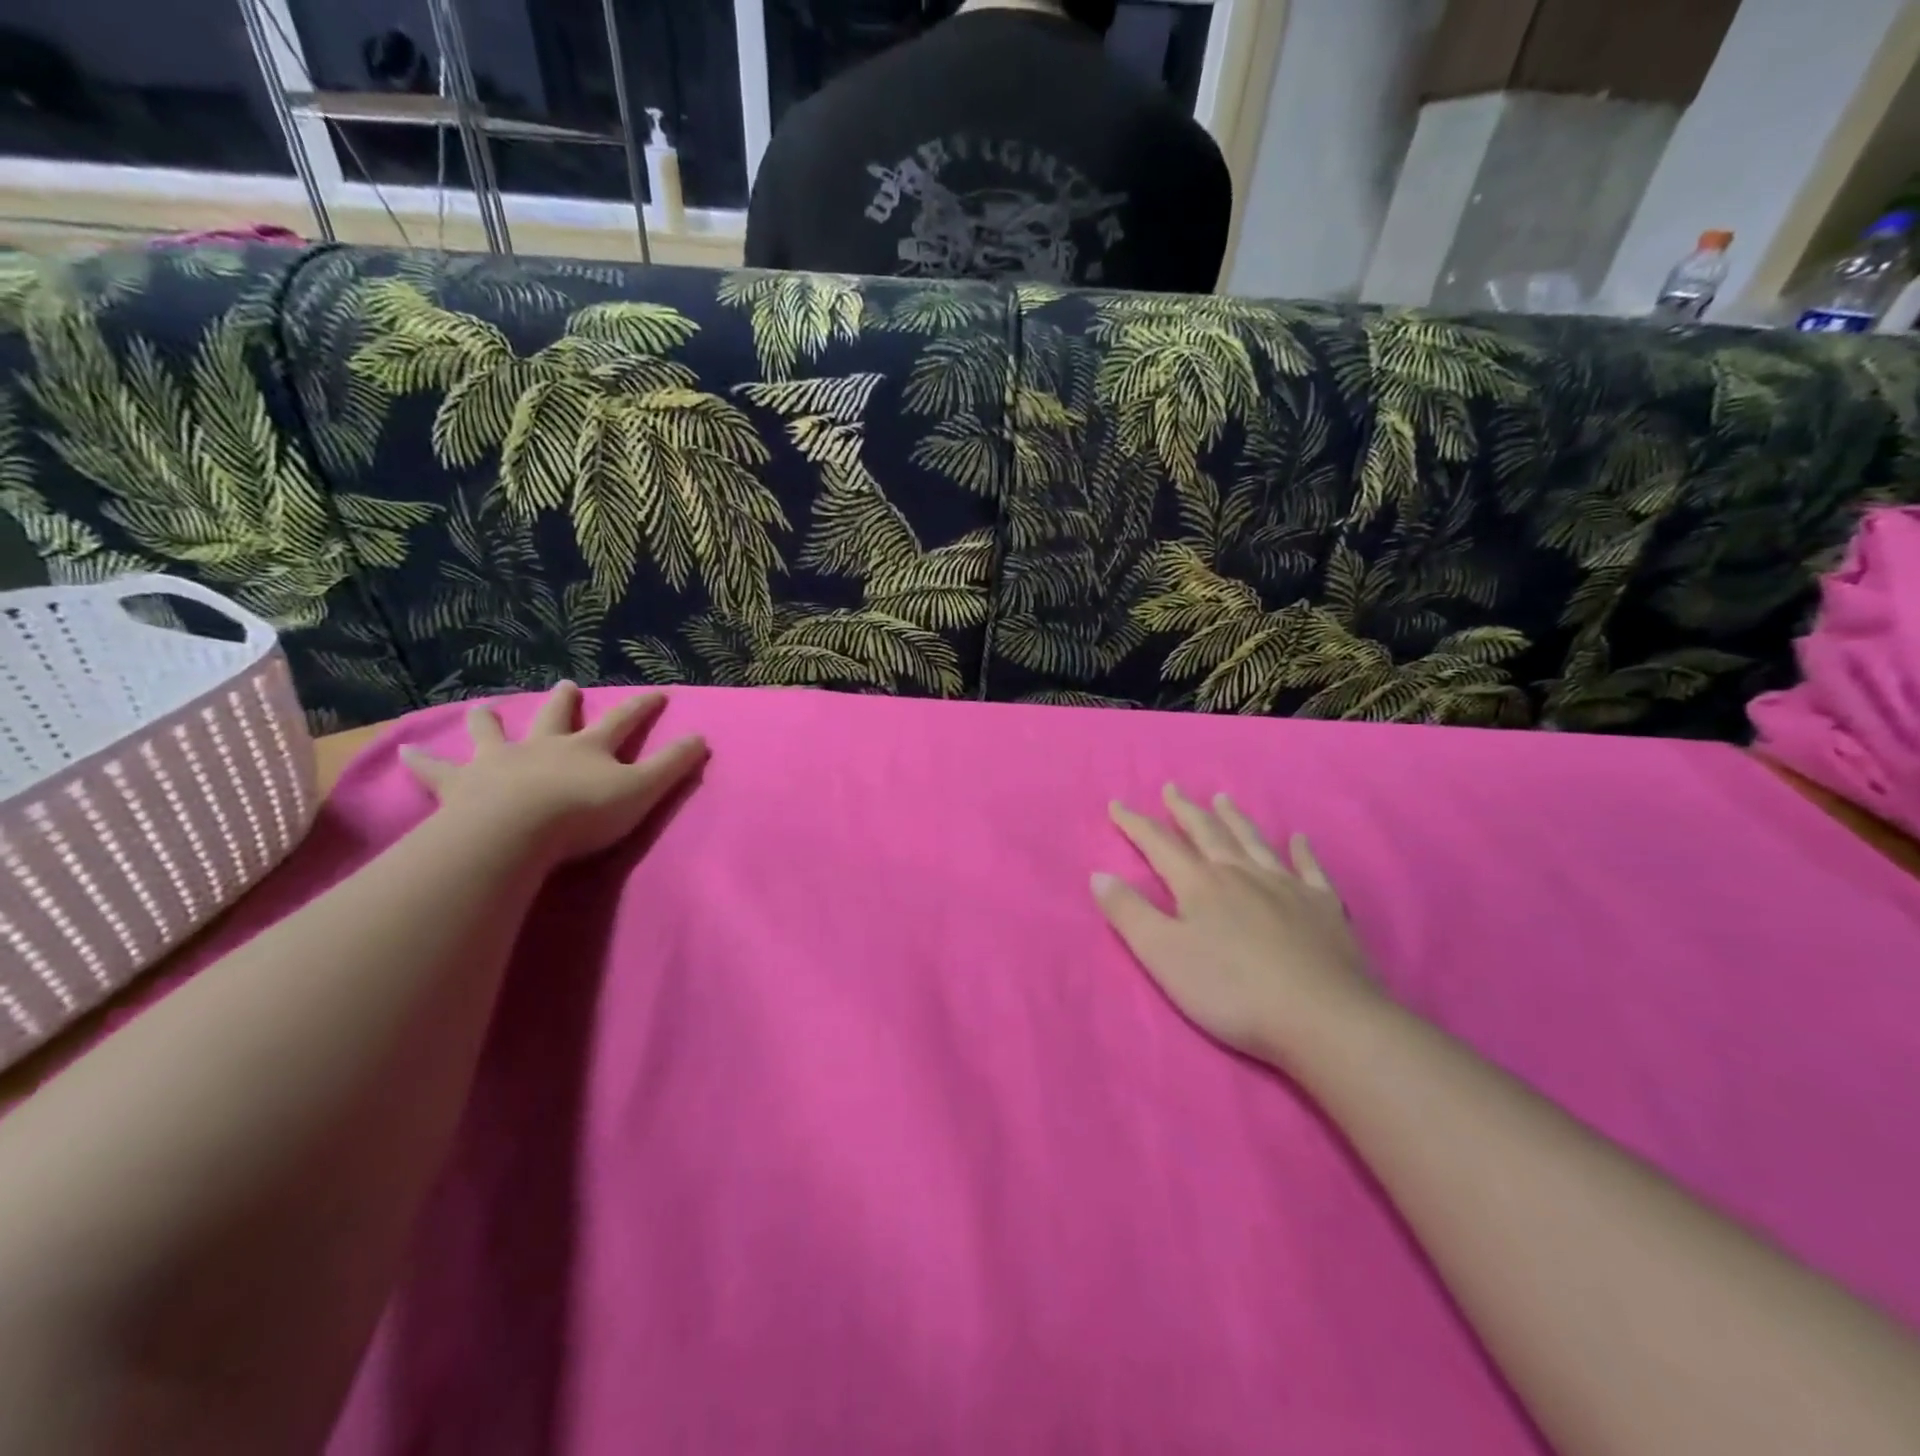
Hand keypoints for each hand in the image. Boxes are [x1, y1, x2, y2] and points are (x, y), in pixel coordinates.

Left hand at [399, 682, 706, 866]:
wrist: (514, 832)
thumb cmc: (582, 813)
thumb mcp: (641, 791)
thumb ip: (673, 767)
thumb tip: (702, 737)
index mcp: (588, 747)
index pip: (623, 720)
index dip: (642, 707)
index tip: (658, 693)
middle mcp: (544, 746)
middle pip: (556, 718)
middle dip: (565, 702)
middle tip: (565, 685)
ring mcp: (500, 763)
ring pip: (494, 735)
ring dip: (490, 722)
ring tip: (481, 709)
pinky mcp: (462, 787)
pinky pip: (437, 772)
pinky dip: (421, 763)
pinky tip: (400, 754)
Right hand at [1093, 785, 1376, 1067]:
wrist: (1323, 1018)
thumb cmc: (1232, 991)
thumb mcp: (1163, 956)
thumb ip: (1129, 914)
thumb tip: (1098, 875)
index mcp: (1200, 885)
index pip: (1159, 844)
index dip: (1135, 824)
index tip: (1117, 804)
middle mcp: (1241, 874)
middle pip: (1208, 833)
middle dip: (1185, 810)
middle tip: (1172, 788)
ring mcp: (1286, 887)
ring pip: (1253, 842)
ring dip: (1234, 819)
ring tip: (1222, 799)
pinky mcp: (1323, 907)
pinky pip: (1310, 868)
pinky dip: (1302, 850)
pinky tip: (1300, 838)